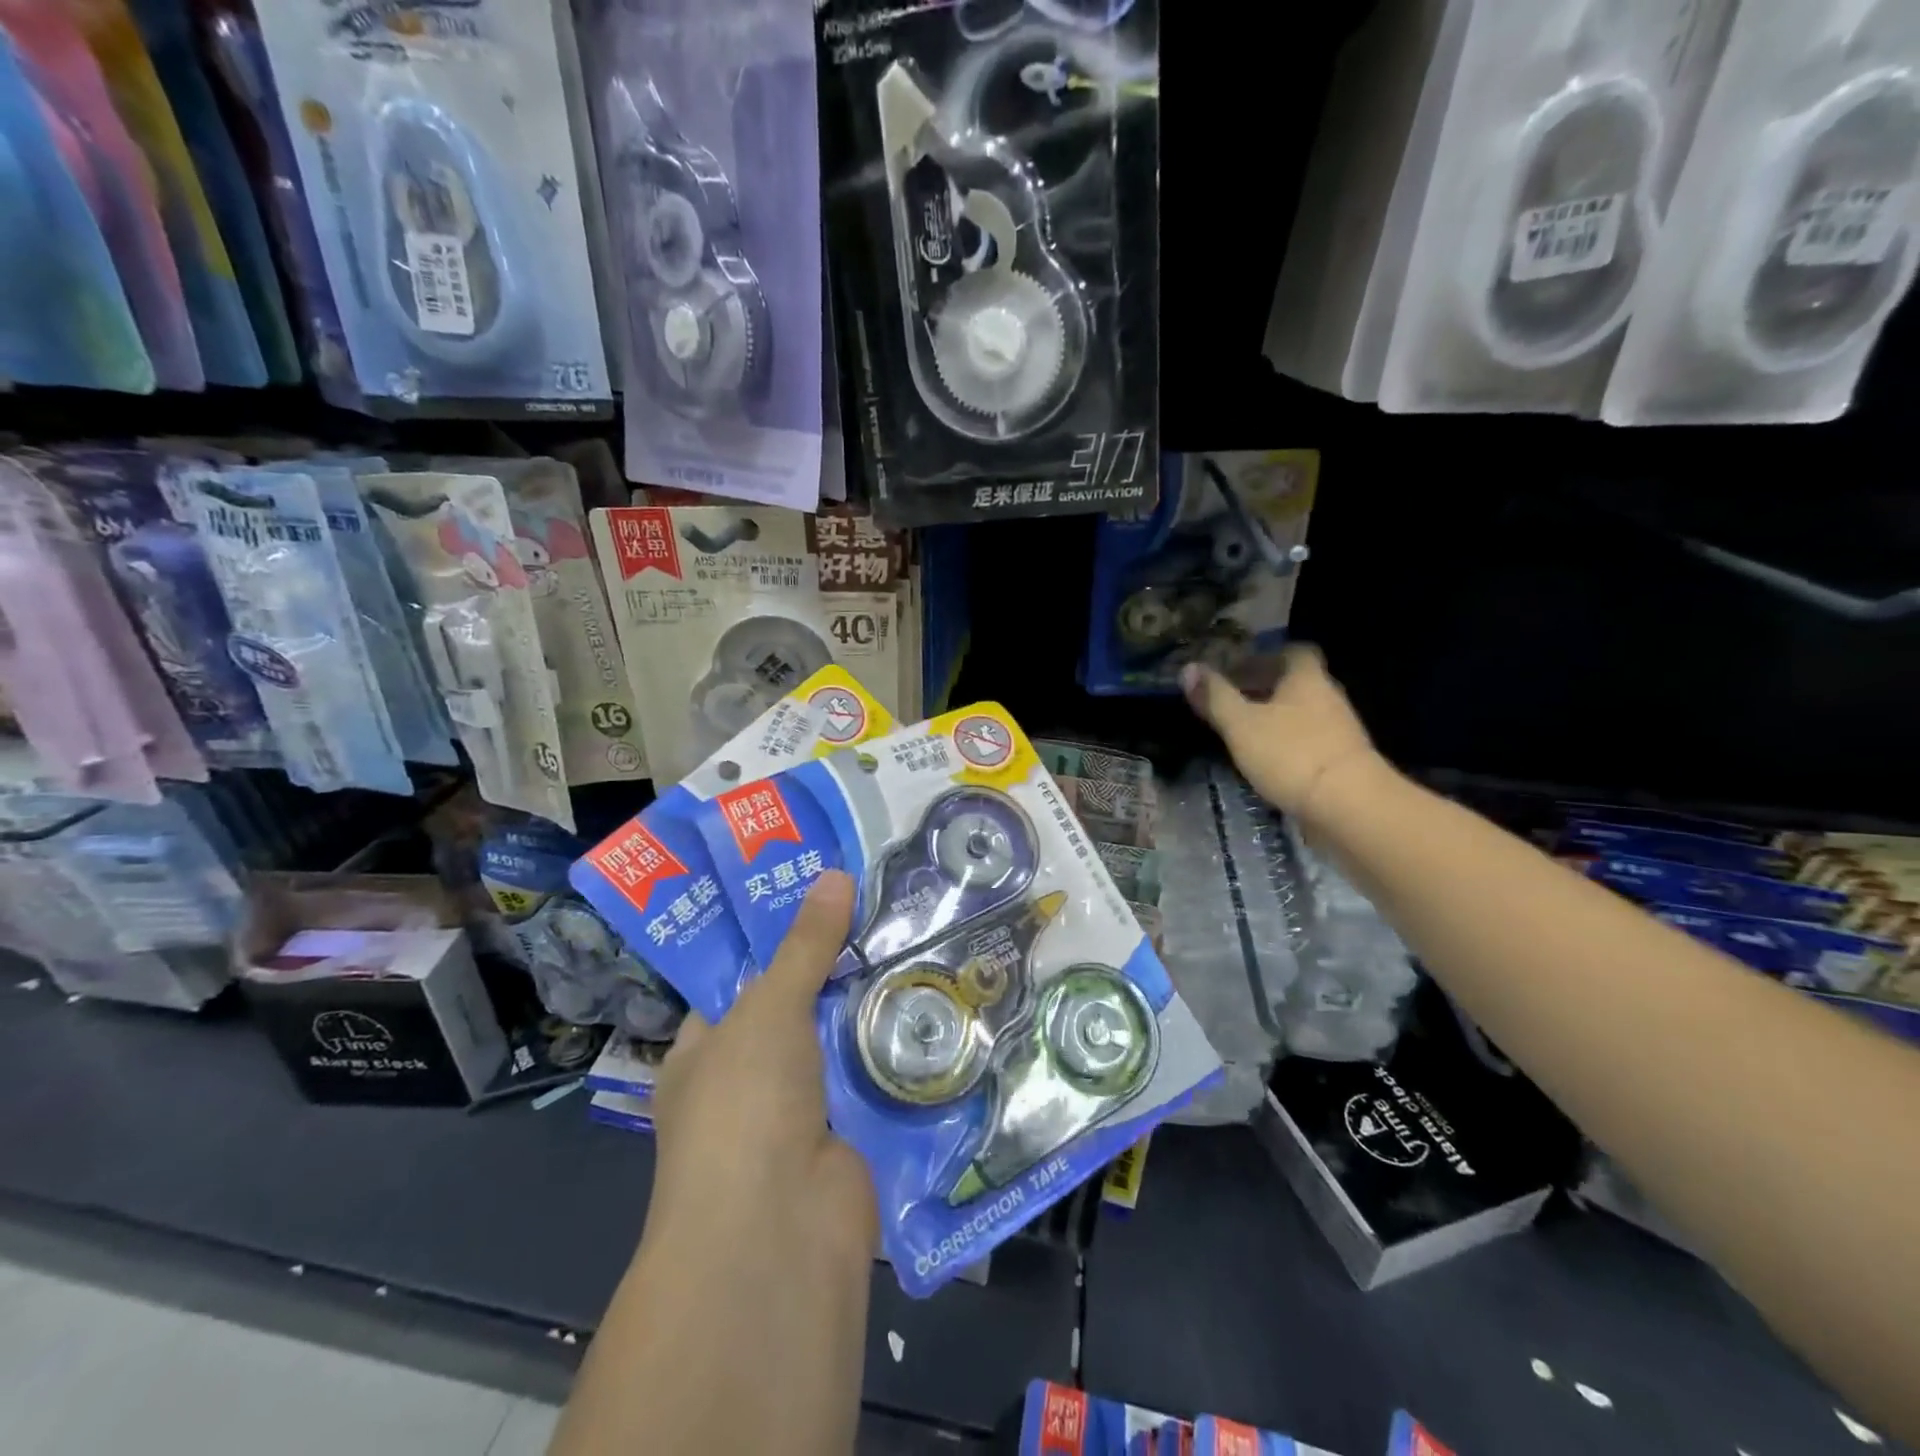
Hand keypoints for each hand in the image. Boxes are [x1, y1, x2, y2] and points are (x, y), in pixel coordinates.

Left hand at [647, 869, 878, 1271]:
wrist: (777, 1236)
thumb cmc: (744, 1106)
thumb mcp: (768, 1010)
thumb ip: (803, 946)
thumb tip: (834, 875)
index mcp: (705, 1052)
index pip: (740, 980)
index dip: (777, 935)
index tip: (820, 890)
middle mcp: (748, 1080)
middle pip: (798, 1006)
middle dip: (836, 964)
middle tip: (883, 904)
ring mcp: (801, 1111)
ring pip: (841, 1041)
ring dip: (873, 1004)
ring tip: (917, 937)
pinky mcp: (850, 1135)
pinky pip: (875, 1078)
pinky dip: (898, 1049)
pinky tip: (936, 1001)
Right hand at [1182, 643, 1380, 822]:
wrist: (1349, 806)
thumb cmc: (1291, 754)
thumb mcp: (1241, 724)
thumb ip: (1215, 697)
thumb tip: (1188, 668)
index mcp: (1307, 679)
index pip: (1293, 652)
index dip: (1265, 657)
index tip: (1239, 670)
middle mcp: (1328, 697)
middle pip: (1297, 683)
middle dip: (1266, 688)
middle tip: (1233, 701)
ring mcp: (1339, 731)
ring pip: (1303, 713)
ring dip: (1276, 718)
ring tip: (1244, 733)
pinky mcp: (1341, 762)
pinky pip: (1310, 741)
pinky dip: (1288, 744)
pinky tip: (1267, 760)